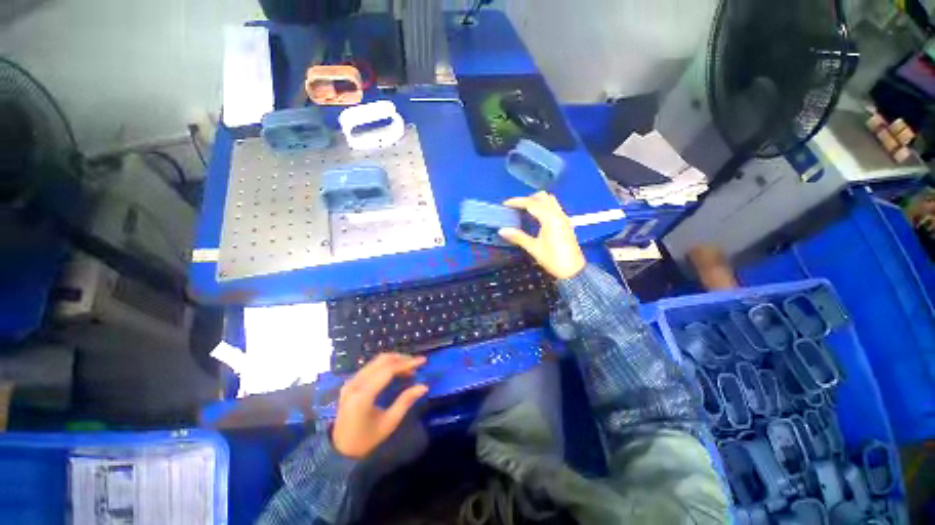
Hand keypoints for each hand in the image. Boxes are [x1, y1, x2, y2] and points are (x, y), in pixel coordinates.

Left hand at [332, 353, 428, 458]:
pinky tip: (396, 371)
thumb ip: (406, 401)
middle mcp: (355, 383)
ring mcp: (351, 381)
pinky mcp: (351, 382)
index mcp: (363, 395)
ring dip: (394, 361)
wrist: (339, 450)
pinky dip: (386, 365)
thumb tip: (424, 386)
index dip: (407, 363)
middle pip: (382, 361)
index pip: (388, 370)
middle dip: (402, 359)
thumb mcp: (389, 423)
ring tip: (409, 368)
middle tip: (417, 364)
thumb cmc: (366, 439)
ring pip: (376, 361)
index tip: (423, 361)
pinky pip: (371, 367)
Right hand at [499, 192, 585, 279]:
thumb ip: (518, 237)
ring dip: (537, 201)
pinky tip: (536, 217)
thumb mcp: (534, 248)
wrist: (573, 270)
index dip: (518, 201)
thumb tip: (502, 230)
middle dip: (528, 199)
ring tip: (525, 210)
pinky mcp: (565, 222)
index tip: (506, 204)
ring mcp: (563, 217)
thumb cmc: (553, 260)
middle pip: (542, 197)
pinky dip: (543, 206)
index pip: (532, 203)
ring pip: (550, 200)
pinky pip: (554, 207)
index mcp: (550, 219)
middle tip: (516, 207)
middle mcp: (558, 214)